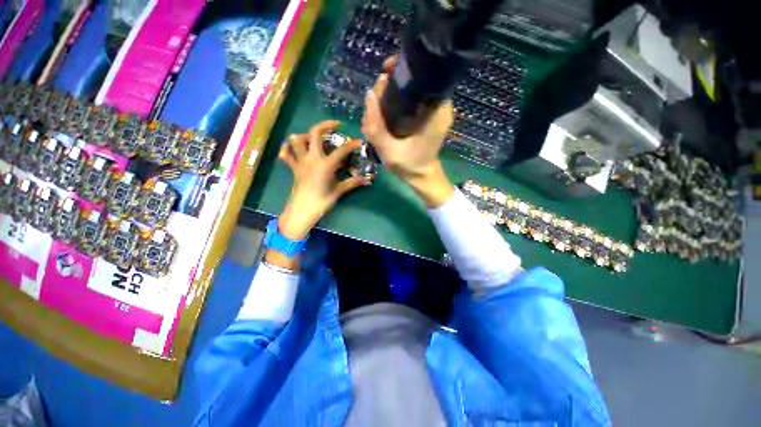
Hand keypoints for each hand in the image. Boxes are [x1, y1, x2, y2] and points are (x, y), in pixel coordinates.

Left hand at [277, 120, 369, 240]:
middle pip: (314, 133)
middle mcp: (312, 158)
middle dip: (325, 125)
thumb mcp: (339, 191)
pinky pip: (286, 155)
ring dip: (305, 135)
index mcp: (325, 164)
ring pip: (296, 140)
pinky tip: (293, 149)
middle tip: (335, 125)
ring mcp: (300, 161)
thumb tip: (368, 180)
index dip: (351, 144)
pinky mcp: (293, 168)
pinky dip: (288, 149)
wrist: (302, 210)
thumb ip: (353, 182)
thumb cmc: (322, 201)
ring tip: (314, 138)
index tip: (359, 141)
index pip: (341, 150)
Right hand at [361, 58, 455, 207]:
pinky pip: (412, 98)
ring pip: (413, 88)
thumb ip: (376, 126)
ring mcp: (435, 109)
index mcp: (436, 111)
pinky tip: (386, 110)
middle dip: (394, 82)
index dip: (404, 68)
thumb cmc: (409, 165)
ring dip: (394, 91)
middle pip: (417, 79)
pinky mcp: (428, 114)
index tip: (385, 71)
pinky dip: (398, 100)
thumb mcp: (388, 150)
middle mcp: (440, 105)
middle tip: (377, 96)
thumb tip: (368, 93)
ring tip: (378, 106)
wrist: (422, 176)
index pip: (424, 74)